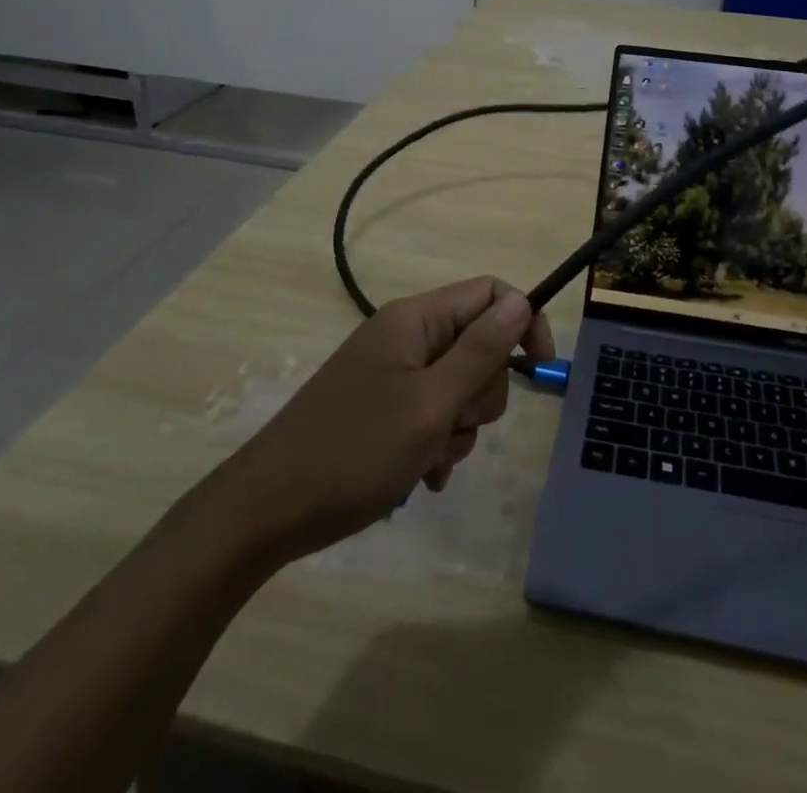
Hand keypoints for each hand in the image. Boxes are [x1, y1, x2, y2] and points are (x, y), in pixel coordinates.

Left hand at [218, 277, 554, 565]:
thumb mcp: (430, 404)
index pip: (489, 293)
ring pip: (458, 385)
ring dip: (458, 427)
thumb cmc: (354, 452)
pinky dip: (436, 443)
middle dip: (481, 392)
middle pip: (477, 343)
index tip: (540, 369)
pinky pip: (432, 412)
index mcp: (414, 320)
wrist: (266, 512)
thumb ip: (481, 351)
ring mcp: (389, 373)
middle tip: (454, 425)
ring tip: (429, 460)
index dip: (522, 322)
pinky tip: (420, 477)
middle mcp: (403, 337)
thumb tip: (522, 301)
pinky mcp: (379, 408)